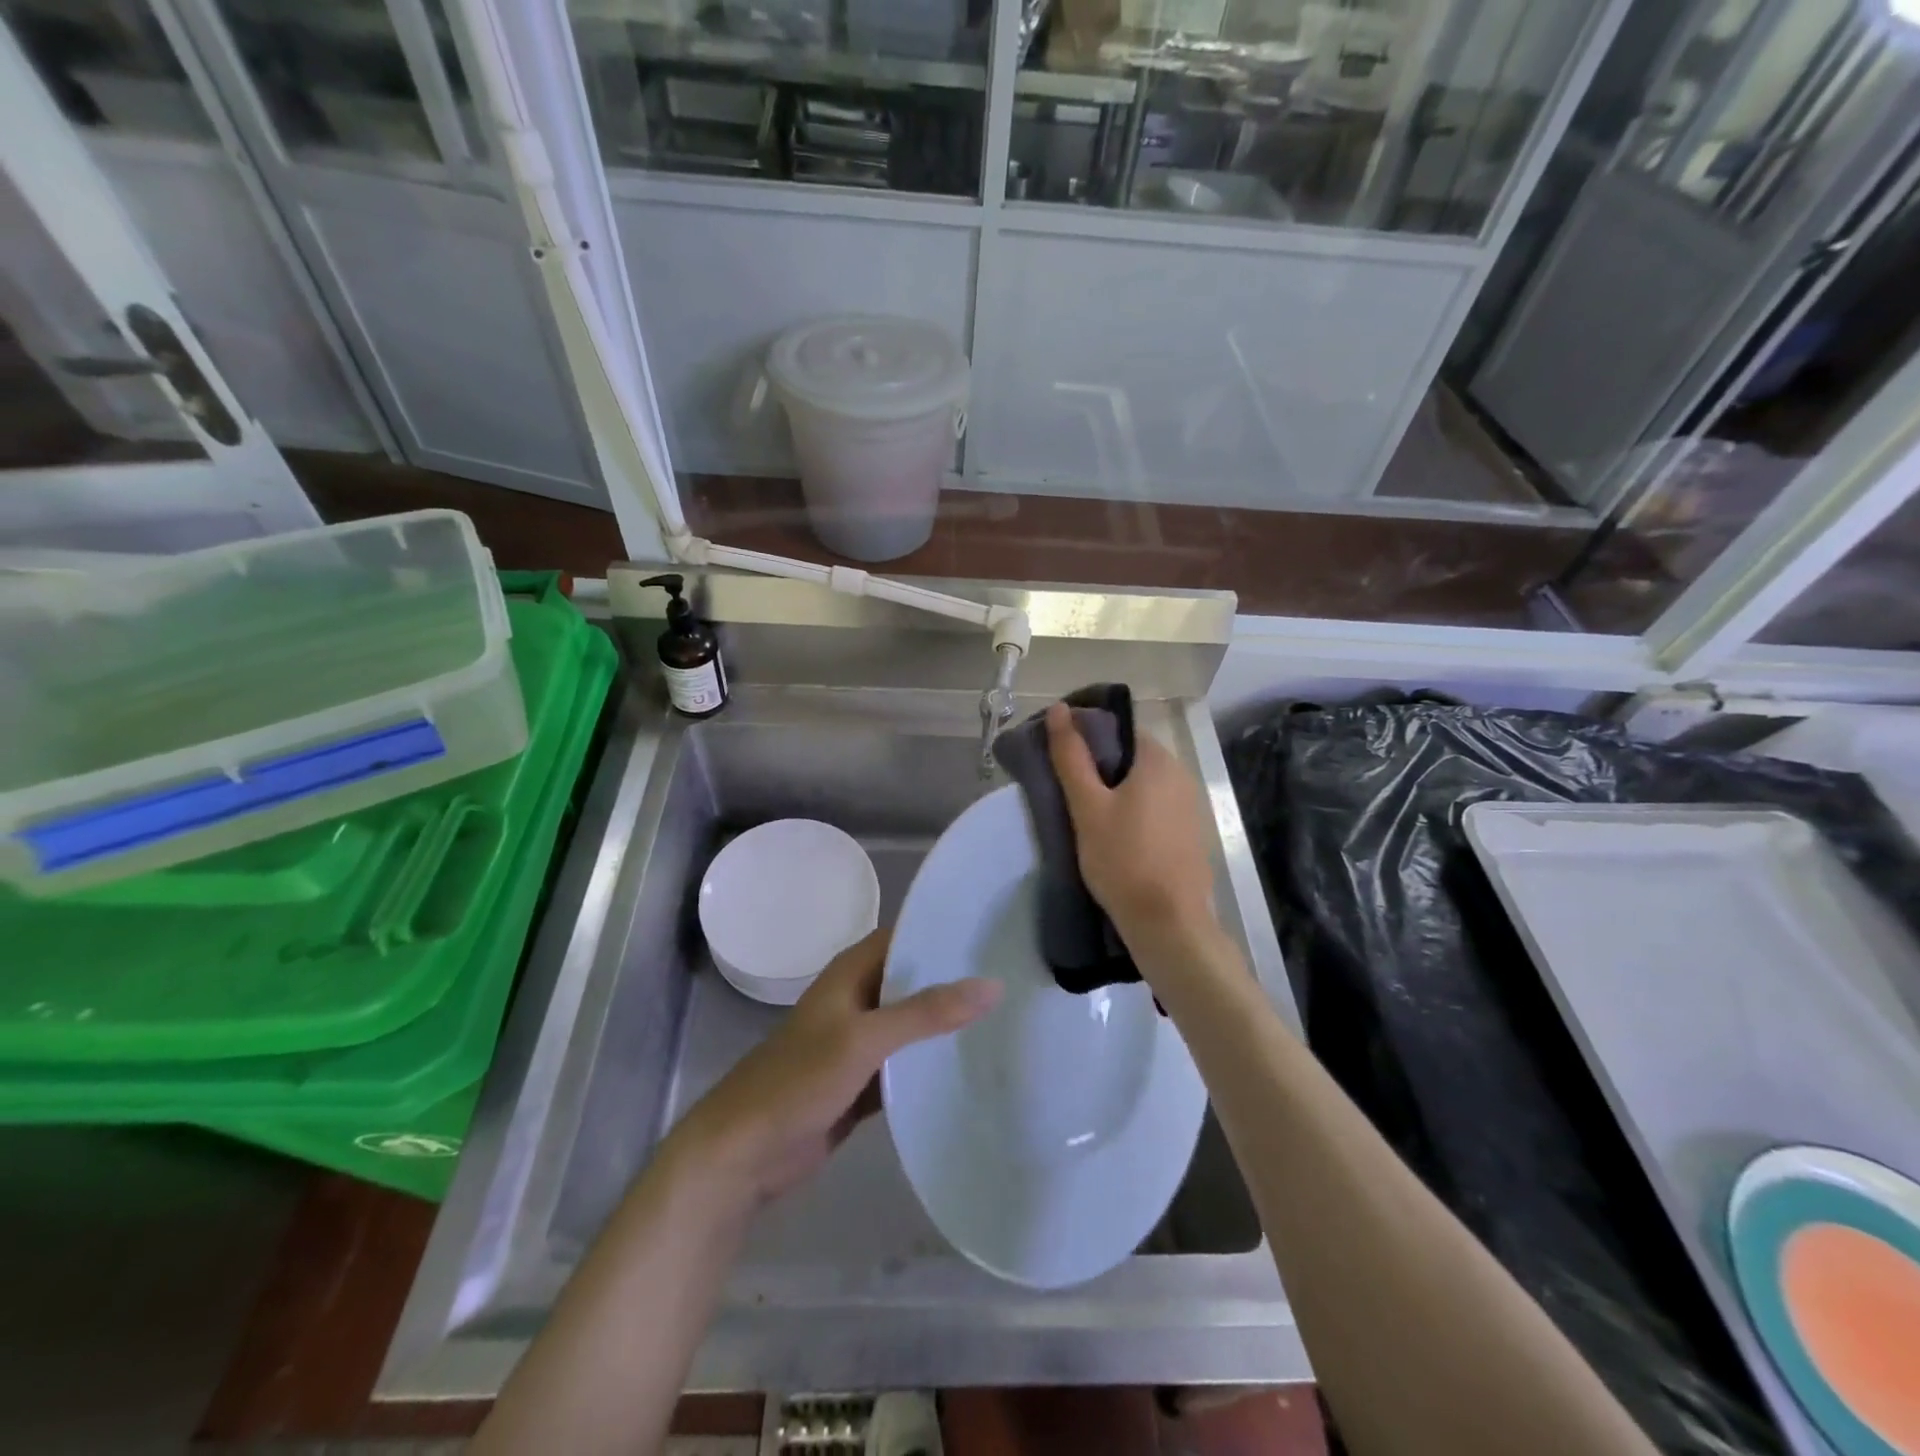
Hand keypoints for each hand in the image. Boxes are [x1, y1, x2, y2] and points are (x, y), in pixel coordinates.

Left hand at [669, 928, 999, 1207]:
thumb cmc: (798, 1080)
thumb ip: (926, 1013)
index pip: (906, 936)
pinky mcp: (863, 1082)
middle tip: (1014, 978)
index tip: (993, 933)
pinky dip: (930, 1065)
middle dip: (954, 981)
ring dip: (945, 1025)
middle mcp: (858, 999)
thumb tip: (992, 985)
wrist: (744, 1153)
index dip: (944, 931)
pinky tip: (971, 1067)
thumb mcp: (865, 1038)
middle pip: (913, 981)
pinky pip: (906, 1066)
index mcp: (852, 972)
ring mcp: (860, 1042)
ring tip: (1006, 1019)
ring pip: (912, 1025)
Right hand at [1045, 702, 1217, 952]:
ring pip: (1143, 784)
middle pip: (1131, 756)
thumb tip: (1058, 710)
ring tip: (1085, 814)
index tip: (1060, 758)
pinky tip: (1115, 835)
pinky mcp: (1190, 832)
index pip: (1118, 729)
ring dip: (1116, 791)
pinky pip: (1156, 807)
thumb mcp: (1087, 807)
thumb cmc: (1122, 859)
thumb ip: (1071, 757)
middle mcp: (1181, 774)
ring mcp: (1190, 805)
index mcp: (1158, 759)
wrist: (1168, 923)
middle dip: (1099, 766)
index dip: (1086, 737)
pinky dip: (1134, 811)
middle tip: (1068, 790)